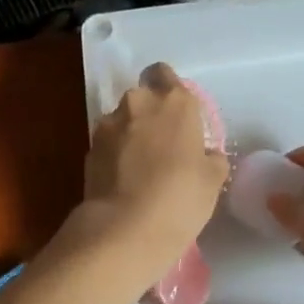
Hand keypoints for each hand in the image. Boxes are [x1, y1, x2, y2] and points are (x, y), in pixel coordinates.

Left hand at [80, 63, 228, 280]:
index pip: (165, 74)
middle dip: (150, 115)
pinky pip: (108, 144)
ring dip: (131, 135)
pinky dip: (115, 155)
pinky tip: (125, 181)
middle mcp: (139, 103)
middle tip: (163, 147)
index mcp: (175, 102)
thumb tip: (204, 155)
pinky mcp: (89, 148)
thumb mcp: (213, 180)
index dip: (169, 89)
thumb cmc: (180, 198)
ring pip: (123, 121)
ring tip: (141, 169)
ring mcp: (109, 125)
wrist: (125, 229)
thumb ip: (210, 157)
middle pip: (143, 98)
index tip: (177, 116)